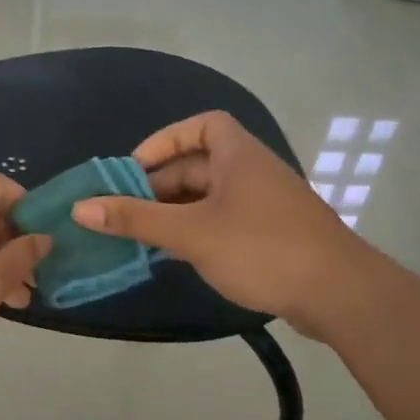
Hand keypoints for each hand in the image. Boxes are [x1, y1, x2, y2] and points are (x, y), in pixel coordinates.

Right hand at [71, 111, 356, 337]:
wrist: (338, 293)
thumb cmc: (261, 248)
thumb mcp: (191, 232)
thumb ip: (135, 219)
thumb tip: (80, 207)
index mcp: (239, 155)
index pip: (202, 126)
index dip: (165, 141)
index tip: (134, 168)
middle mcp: (253, 172)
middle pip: (199, 165)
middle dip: (160, 185)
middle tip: (125, 211)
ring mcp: (264, 205)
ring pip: (209, 198)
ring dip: (175, 212)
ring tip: (142, 236)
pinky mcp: (271, 236)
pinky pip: (223, 222)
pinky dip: (197, 231)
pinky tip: (177, 255)